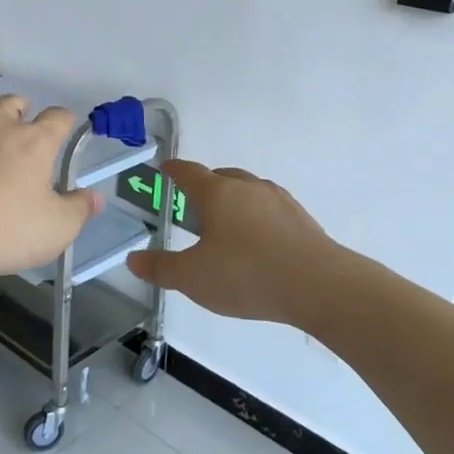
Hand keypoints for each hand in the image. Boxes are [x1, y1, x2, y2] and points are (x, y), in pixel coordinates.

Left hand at [0, 96, 99, 291]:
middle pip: (12, 103)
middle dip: (21, 109)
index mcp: (33, 141)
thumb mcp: (57, 229)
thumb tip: (94, 198)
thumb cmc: (5, 229)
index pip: (58, 117)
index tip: (67, 128)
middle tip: (24, 125)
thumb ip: (79, 210)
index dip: (65, 120)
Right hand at [126, 162, 336, 326]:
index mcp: (217, 193)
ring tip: (227, 224)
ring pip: (250, 191)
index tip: (166, 168)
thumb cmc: (246, 275)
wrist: (319, 285)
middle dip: (207, 185)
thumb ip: (161, 268)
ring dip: (235, 201)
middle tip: (195, 204)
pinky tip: (260, 241)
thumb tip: (133, 259)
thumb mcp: (194, 278)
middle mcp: (248, 188)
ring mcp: (279, 201)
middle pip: (222, 177)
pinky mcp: (302, 220)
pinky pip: (271, 209)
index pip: (189, 173)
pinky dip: (259, 217)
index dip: (175, 170)